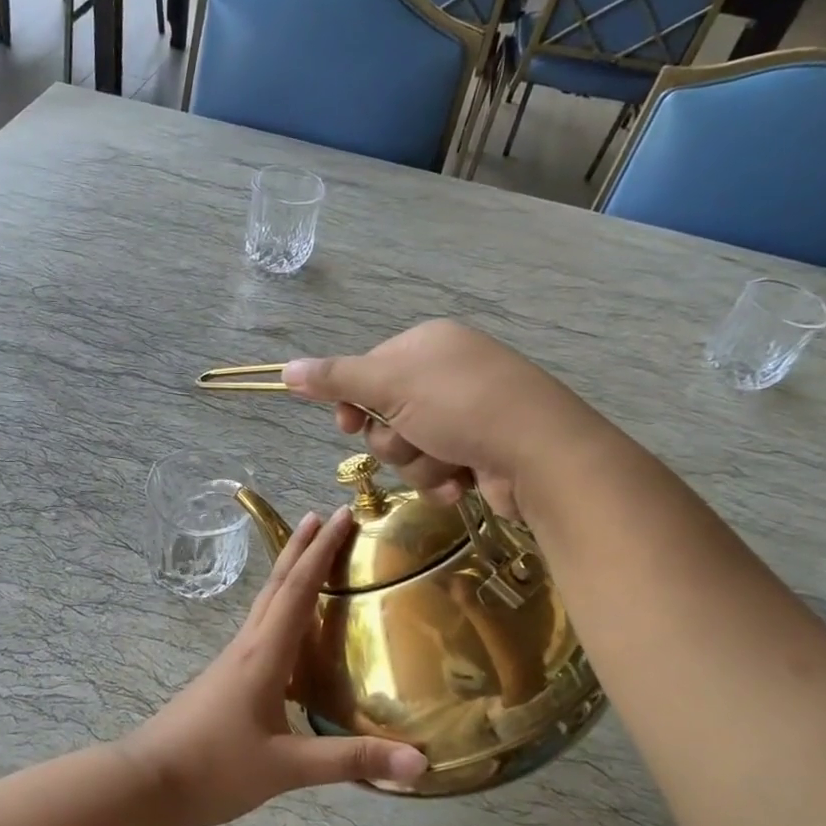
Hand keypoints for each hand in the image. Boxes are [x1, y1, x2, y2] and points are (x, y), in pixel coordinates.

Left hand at [123, 507, 428, 825]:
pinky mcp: (226, 678)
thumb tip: (420, 762)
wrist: (147, 782)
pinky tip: (289, 626)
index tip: (340, 515)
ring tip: (310, 554)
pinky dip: (280, 607)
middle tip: (324, 515)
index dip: (321, 551)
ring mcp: (232, 661)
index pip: (297, 589)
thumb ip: (350, 761)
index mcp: (263, 655)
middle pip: (277, 584)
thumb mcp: (286, 768)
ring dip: (289, 572)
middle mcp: (247, 646)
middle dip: (302, 547)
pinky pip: (260, 627)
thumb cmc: (214, 768)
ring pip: (265, 603)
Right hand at [283, 319, 554, 522]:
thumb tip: (285, 369)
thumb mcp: (389, 385)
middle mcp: (446, 374)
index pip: (368, 371)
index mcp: (427, 345)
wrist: (541, 453)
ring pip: (408, 447)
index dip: (353, 401)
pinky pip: (436, 468)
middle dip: (393, 439)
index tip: (346, 423)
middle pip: (385, 414)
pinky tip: (462, 480)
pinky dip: (442, 479)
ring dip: (419, 463)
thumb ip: (334, 379)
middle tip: (412, 439)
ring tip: (448, 461)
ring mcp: (467, 414)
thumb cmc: (461, 407)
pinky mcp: (480, 451)